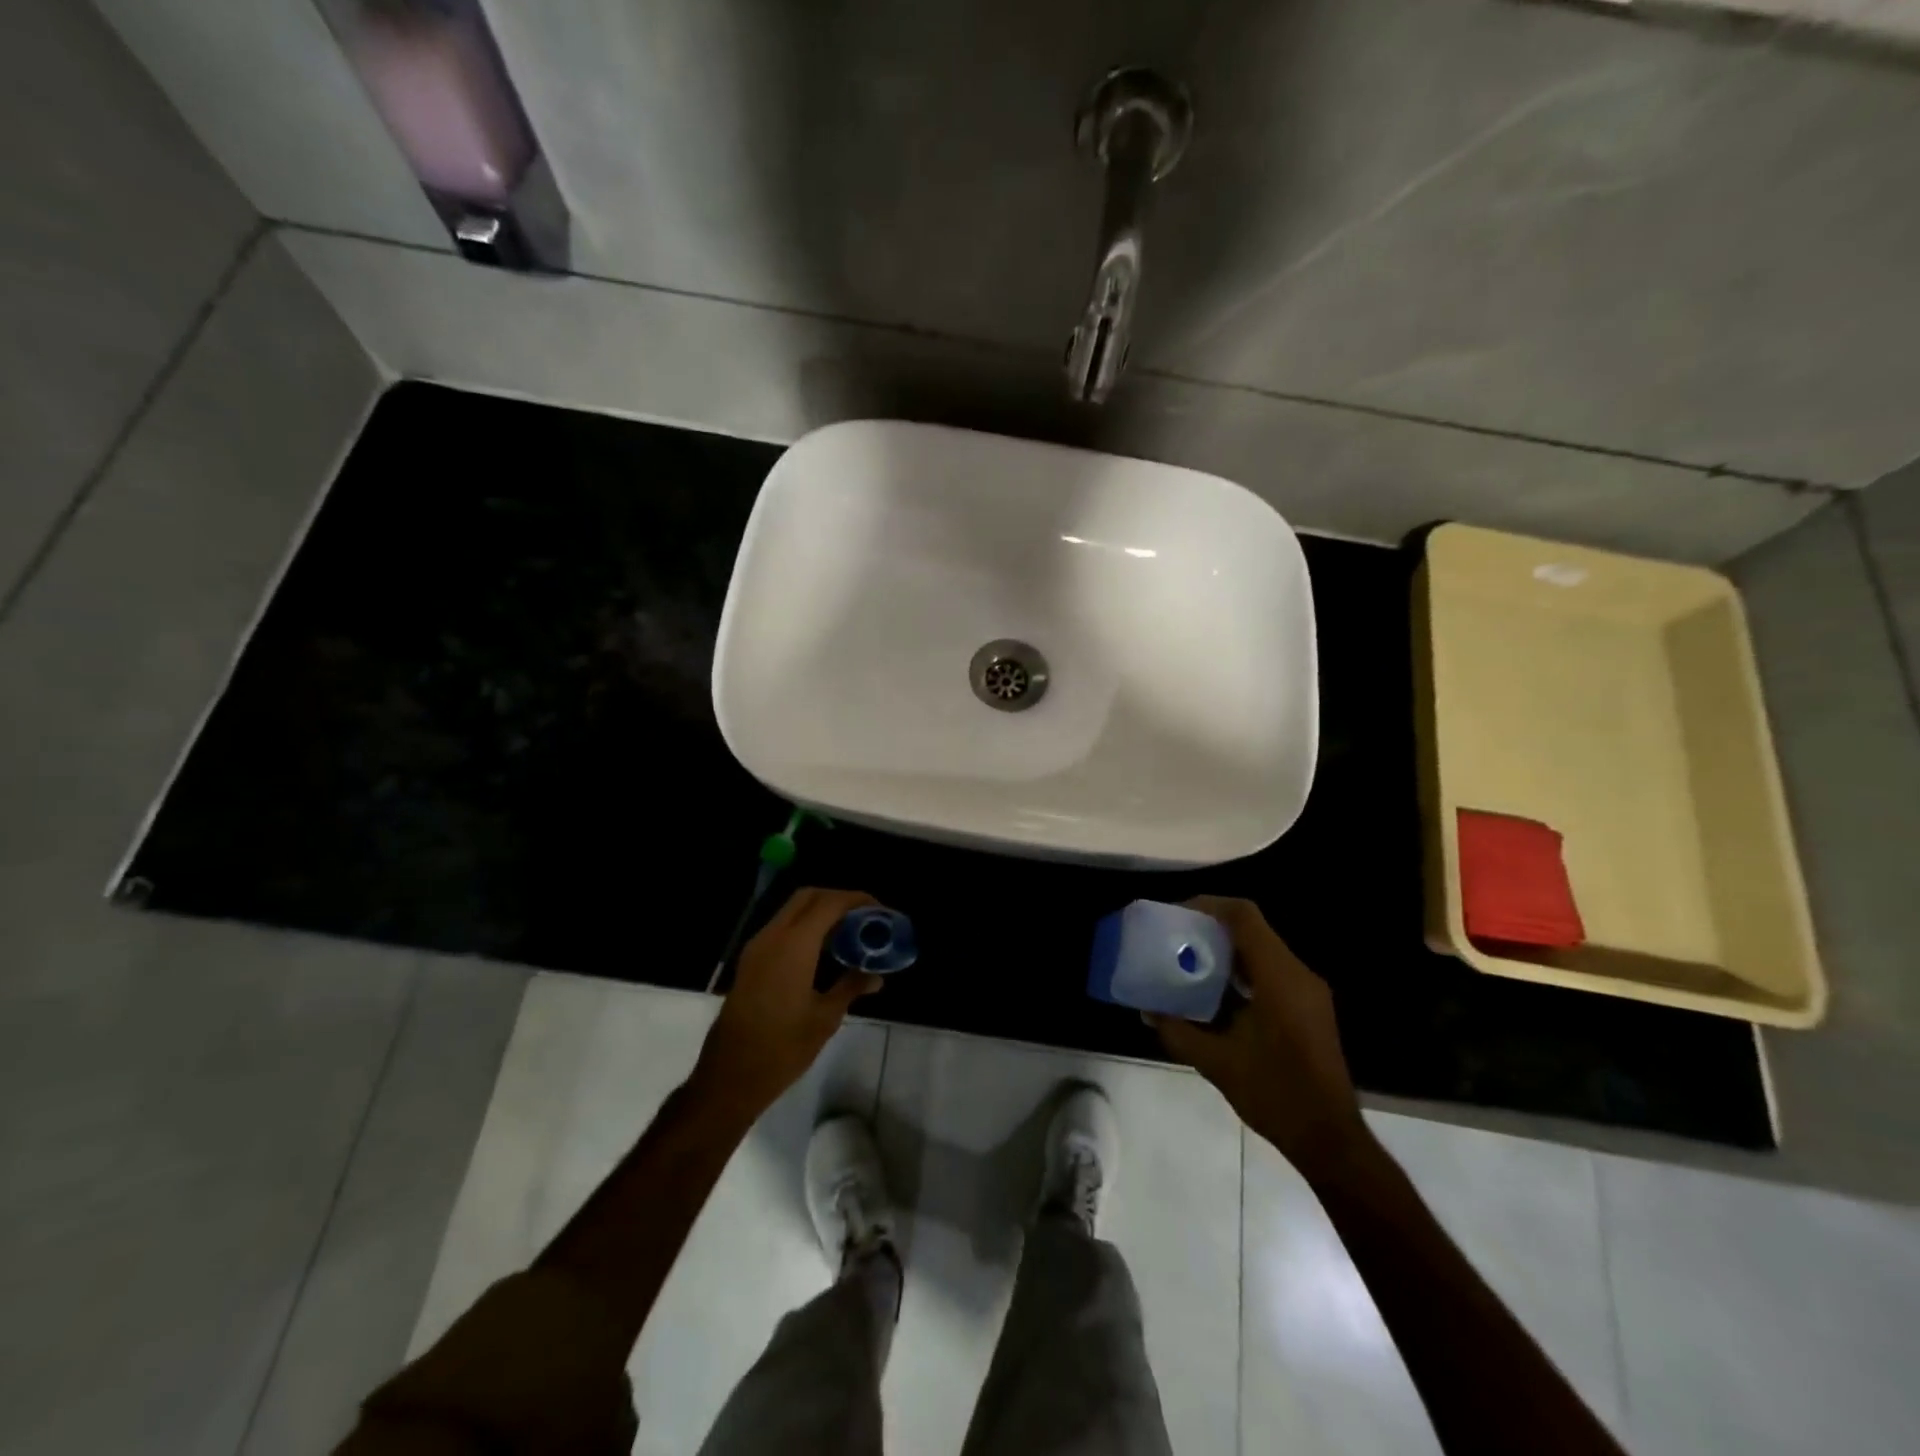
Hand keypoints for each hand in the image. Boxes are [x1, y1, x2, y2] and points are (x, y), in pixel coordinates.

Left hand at [693, 888, 884, 1120]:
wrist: (729, 1077)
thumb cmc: (782, 1048)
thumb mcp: (825, 1018)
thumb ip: (851, 987)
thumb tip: (876, 976)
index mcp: (794, 946)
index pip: (829, 903)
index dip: (858, 900)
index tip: (881, 911)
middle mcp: (772, 936)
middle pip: (808, 896)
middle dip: (839, 899)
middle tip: (865, 917)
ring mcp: (757, 947)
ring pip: (792, 910)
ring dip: (821, 912)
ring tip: (850, 932)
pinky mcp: (750, 961)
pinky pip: (782, 928)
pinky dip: (805, 926)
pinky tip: (824, 950)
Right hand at [1151, 896, 1369, 1181]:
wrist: (1329, 1139)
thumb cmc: (1275, 1095)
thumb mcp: (1216, 1063)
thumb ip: (1177, 1031)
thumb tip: (1145, 1010)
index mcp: (1279, 978)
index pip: (1244, 917)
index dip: (1208, 905)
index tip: (1175, 915)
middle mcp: (1297, 974)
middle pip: (1251, 928)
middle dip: (1210, 927)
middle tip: (1174, 937)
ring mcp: (1307, 991)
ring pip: (1261, 949)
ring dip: (1225, 949)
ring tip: (1187, 961)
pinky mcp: (1309, 1007)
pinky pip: (1270, 970)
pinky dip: (1240, 970)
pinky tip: (1214, 992)